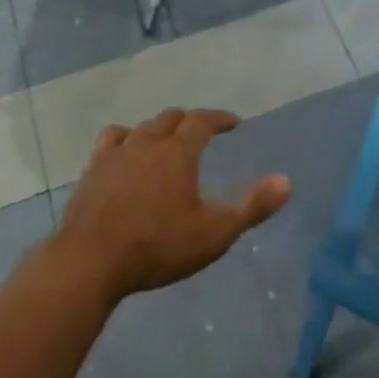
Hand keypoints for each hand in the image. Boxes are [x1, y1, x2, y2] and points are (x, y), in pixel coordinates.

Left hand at [52, 109, 290, 304]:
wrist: (92, 259)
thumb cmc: (158, 247)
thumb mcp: (214, 234)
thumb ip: (251, 207)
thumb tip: (286, 181)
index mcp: (178, 152)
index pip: (203, 121)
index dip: (220, 118)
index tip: (233, 123)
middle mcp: (149, 141)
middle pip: (173, 118)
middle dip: (192, 121)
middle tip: (204, 132)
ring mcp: (118, 151)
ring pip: (144, 126)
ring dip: (161, 128)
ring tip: (168, 140)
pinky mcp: (94, 166)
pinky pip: (113, 138)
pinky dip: (126, 137)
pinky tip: (127, 148)